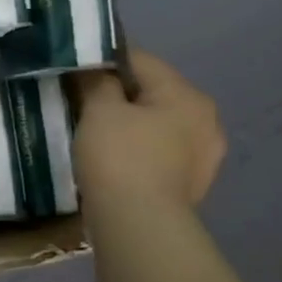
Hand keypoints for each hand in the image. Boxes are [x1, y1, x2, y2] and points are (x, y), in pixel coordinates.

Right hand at [74, 50, 226, 209]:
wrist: (139, 222)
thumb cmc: (120, 157)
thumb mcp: (99, 110)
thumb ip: (98, 82)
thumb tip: (96, 70)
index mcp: (187, 95)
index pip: (140, 60)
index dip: (104, 59)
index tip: (75, 68)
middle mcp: (205, 119)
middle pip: (153, 92)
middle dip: (118, 93)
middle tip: (81, 100)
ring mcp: (204, 154)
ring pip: (157, 122)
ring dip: (130, 122)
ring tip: (95, 131)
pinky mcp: (191, 181)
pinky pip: (159, 150)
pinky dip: (137, 147)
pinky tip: (114, 157)